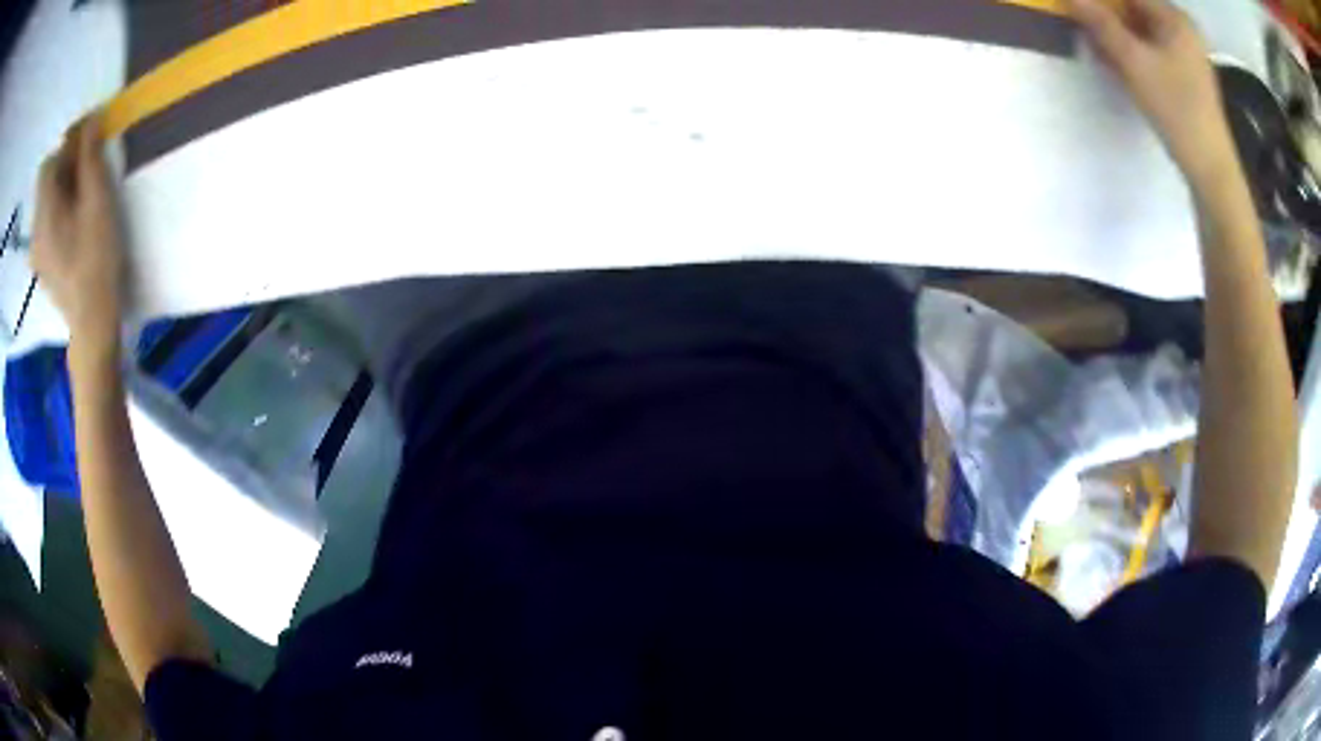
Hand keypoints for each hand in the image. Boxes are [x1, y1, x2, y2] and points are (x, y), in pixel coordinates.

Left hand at [32, 115, 126, 351]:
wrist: (93, 320)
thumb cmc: (96, 256)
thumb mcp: (97, 198)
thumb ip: (89, 156)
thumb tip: (90, 119)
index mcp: (44, 211)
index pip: (48, 163)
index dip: (65, 150)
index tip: (84, 151)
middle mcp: (35, 230)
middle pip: (45, 184)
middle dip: (63, 170)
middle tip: (86, 175)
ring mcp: (36, 251)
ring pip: (45, 205)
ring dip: (61, 192)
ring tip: (81, 201)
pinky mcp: (41, 265)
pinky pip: (45, 226)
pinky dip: (57, 215)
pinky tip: (72, 226)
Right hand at [1069, 0, 1238, 186]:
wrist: (1211, 170)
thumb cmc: (1177, 110)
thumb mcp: (1133, 62)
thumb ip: (1100, 23)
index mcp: (1174, 17)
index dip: (1102, 1)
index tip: (1080, 8)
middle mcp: (1182, 29)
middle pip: (1135, 9)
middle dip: (1108, 16)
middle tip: (1085, 27)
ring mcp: (1187, 53)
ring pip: (1142, 30)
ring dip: (1117, 34)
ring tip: (1097, 47)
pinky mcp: (1187, 75)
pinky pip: (1153, 50)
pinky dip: (1133, 51)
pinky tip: (1116, 62)